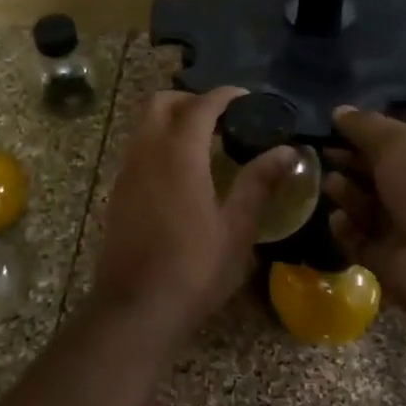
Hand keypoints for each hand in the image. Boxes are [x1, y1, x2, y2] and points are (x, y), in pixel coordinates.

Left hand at [89, 89, 296, 334]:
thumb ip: (259, 184)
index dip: (224, 96)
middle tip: (222, 119)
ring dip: (171, 121)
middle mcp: (146, 153)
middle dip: (190, 101)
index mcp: (178, 155)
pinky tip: (182, 173)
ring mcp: (126, 172)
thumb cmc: (193, 270)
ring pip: (144, 126)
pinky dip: (158, 143)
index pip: (200, 106)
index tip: (247, 99)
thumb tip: (287, 151)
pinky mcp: (117, 193)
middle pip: (161, 104)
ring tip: (205, 143)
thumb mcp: (236, 229)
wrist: (135, 309)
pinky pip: (137, 149)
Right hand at [325, 107, 405, 316]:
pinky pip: (357, 238)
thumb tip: (339, 111)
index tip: (331, 125)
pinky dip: (346, 228)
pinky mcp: (386, 257)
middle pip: (375, 172)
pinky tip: (339, 219)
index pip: (393, 141)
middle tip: (321, 153)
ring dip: (346, 193)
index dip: (363, 132)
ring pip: (364, 205)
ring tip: (332, 184)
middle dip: (348, 162)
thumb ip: (366, 126)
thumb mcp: (398, 143)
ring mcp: (403, 227)